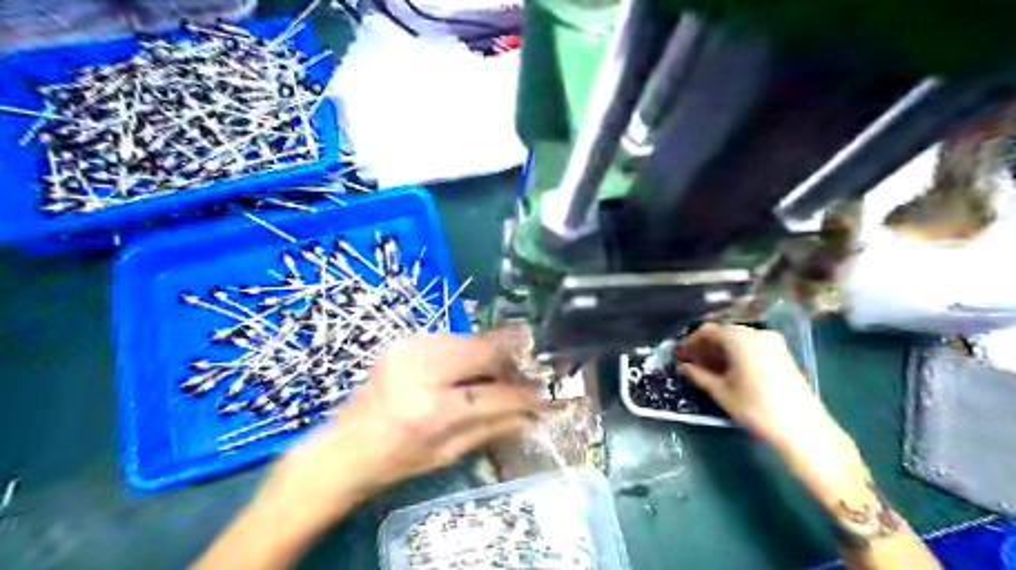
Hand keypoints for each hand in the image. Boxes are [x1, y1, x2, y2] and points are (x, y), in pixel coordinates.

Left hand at [266, 331, 543, 527]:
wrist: (345, 446)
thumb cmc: (397, 460)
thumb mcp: (449, 454)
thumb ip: (494, 428)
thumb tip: (532, 414)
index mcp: (432, 412)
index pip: (494, 396)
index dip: (524, 396)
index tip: (545, 396)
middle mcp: (421, 371)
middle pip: (484, 351)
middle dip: (512, 360)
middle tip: (525, 373)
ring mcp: (409, 349)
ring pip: (470, 339)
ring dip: (492, 353)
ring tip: (502, 370)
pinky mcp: (404, 340)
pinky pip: (451, 338)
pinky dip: (469, 349)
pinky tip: (473, 364)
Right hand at [678, 325, 867, 515]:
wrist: (802, 428)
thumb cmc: (754, 407)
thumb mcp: (721, 391)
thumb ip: (698, 375)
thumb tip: (683, 367)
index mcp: (739, 338)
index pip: (708, 331)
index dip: (691, 342)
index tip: (680, 355)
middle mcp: (756, 333)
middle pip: (724, 333)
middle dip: (706, 346)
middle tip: (691, 362)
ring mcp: (773, 343)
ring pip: (738, 340)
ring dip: (721, 351)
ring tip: (708, 369)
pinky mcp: (783, 354)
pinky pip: (752, 346)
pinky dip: (737, 354)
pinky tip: (730, 371)